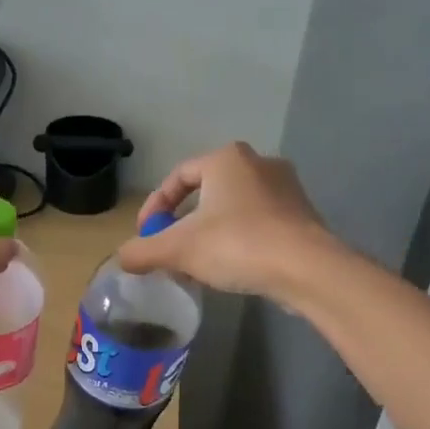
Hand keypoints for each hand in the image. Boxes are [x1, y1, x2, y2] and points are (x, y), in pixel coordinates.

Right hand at [118, 141, 337, 298]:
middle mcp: (258, 164)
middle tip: (170, 249)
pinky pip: (258, 224)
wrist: (307, 269)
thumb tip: (122, 258)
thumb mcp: (178, 249)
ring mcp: (286, 189)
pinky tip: (230, 269)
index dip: (155, 205)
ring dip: (210, 233)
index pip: (178, 176)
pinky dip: (237, 241)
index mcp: (226, 160)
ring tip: (197, 264)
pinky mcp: (302, 216)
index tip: (145, 234)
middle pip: (206, 192)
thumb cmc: (237, 245)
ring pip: (233, 209)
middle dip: (183, 222)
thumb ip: (143, 251)